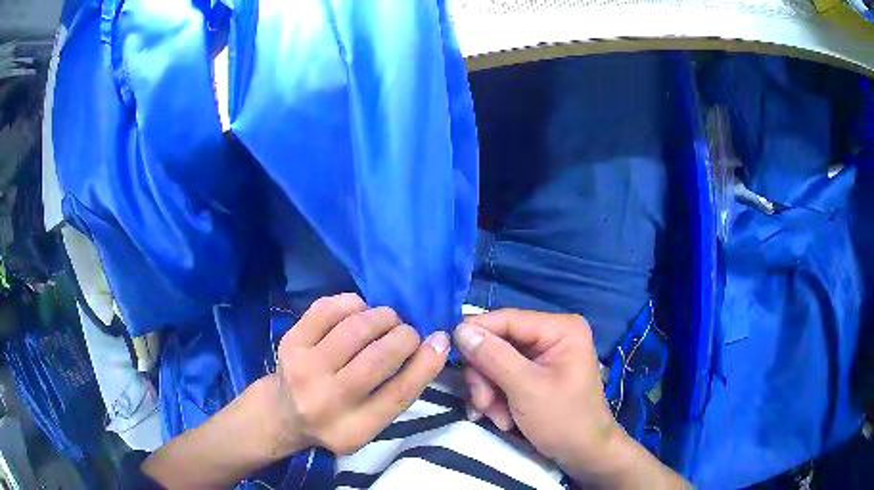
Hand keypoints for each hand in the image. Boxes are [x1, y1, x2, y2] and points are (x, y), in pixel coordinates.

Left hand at [265, 293, 449, 455]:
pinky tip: (358, 313)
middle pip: (379, 357)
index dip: (426, 363)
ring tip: (387, 321)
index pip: (399, 393)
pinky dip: (353, 304)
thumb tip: (434, 344)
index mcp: (354, 429)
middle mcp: (326, 400)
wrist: (283, 412)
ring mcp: (304, 368)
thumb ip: (399, 392)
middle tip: (408, 333)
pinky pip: (328, 308)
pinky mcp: (290, 341)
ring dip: (382, 317)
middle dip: (404, 335)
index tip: (441, 340)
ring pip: (356, 328)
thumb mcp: (370, 423)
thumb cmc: (336, 419)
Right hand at [454, 310, 686, 487]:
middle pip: (498, 344)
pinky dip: (496, 399)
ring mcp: (542, 357)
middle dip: (486, 377)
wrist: (584, 455)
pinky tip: (503, 419)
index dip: (475, 332)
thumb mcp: (526, 388)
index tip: (446, 348)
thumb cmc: (564, 420)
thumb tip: (459, 329)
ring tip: (497, 417)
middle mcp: (551, 336)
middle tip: (482, 404)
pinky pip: (502, 378)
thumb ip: (492, 357)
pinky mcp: (534, 376)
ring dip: (489, 393)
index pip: (507, 319)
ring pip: (495, 364)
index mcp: (560, 329)